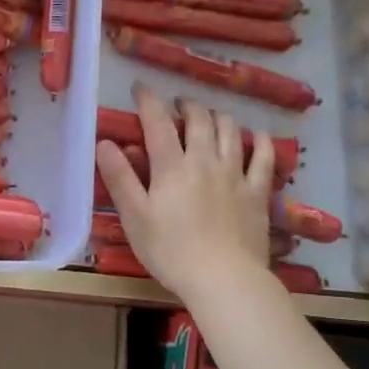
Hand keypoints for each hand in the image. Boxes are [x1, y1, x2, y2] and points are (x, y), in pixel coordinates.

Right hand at [96, 83, 275, 298]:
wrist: (223, 280)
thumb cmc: (171, 251)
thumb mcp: (135, 217)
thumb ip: (120, 178)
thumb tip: (105, 143)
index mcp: (172, 167)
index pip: (157, 122)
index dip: (148, 101)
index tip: (140, 88)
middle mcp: (205, 160)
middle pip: (198, 120)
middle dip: (187, 105)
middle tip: (178, 104)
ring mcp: (236, 174)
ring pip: (230, 131)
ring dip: (218, 116)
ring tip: (210, 116)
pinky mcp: (257, 192)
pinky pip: (263, 157)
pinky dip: (259, 140)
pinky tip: (255, 134)